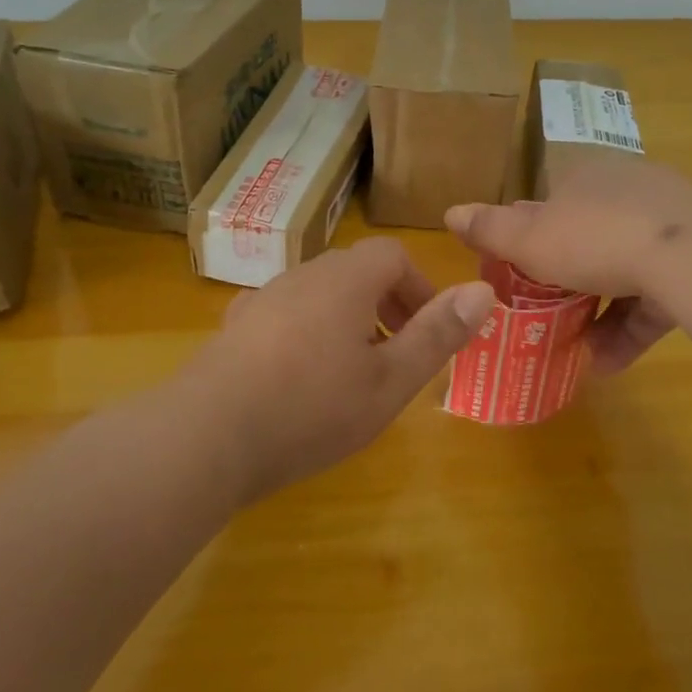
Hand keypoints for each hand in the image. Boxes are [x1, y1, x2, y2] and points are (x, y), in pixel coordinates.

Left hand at [185, 238, 494, 499]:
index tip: (427, 331)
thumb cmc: (313, 407)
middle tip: (396, 356)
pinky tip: (299, 380)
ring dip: (347, 320)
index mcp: (345, 279)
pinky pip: (285, 315)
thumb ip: (439, 334)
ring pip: (319, 294)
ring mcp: (263, 299)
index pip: (392, 256)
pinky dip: (307, 333)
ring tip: (351, 374)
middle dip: (386, 305)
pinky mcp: (234, 327)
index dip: (419, 287)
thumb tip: (484, 290)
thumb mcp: (390, 380)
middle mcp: (303, 275)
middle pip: (356, 271)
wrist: (207, 436)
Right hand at [446, 159, 691, 373]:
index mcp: (585, 180)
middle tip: (544, 320)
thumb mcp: (531, 239)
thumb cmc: (596, 238)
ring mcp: (667, 228)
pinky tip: (610, 364)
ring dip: (597, 314)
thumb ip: (491, 229)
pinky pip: (655, 297)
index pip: (548, 209)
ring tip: (577, 352)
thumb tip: (449, 212)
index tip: (516, 279)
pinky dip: (629, 328)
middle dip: (565, 283)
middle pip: (587, 240)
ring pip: (624, 272)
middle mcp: (627, 194)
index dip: (528, 243)